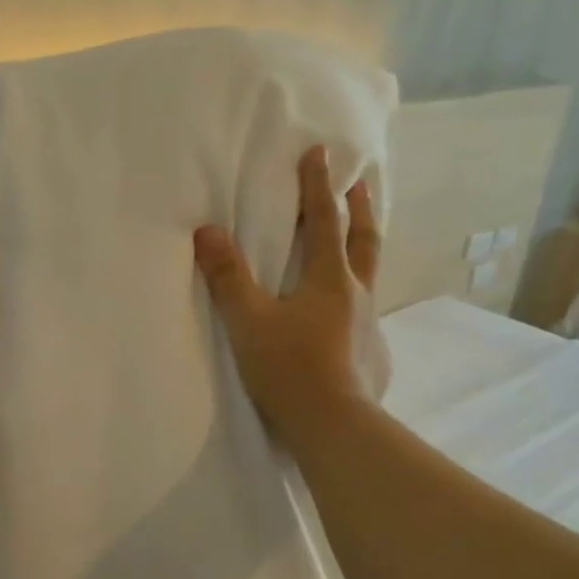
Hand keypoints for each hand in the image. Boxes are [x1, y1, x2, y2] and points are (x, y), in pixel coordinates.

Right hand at [194, 146, 391, 440]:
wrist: (334, 426)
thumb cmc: (289, 367)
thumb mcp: (249, 321)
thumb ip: (229, 276)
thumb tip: (207, 231)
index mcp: (330, 279)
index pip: (325, 221)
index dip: (319, 186)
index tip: (321, 153)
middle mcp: (357, 294)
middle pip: (365, 239)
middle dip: (360, 207)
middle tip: (360, 182)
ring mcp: (369, 325)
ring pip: (369, 275)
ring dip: (363, 248)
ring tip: (355, 241)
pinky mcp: (371, 353)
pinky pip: (364, 312)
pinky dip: (356, 296)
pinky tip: (345, 314)